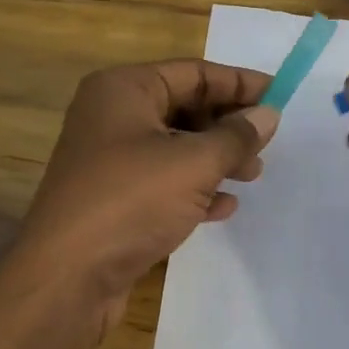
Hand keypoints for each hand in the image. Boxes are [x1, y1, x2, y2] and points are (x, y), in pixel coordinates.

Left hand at [15, 60, 277, 331]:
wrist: (68, 276)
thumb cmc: (131, 201)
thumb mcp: (193, 163)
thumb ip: (236, 137)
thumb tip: (268, 115)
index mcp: (123, 90)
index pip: (192, 73)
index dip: (239, 83)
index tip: (280, 95)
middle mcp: (112, 117)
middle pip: (183, 108)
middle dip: (227, 125)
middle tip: (267, 144)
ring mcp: (109, 161)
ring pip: (174, 148)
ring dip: (215, 159)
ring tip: (252, 176)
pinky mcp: (112, 199)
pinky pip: (161, 183)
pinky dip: (193, 190)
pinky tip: (223, 207)